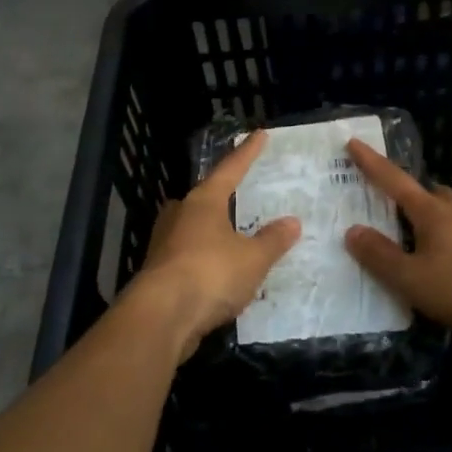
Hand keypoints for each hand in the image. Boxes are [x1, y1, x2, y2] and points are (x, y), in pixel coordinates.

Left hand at [131, 130, 300, 360]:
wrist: (161, 317)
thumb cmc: (210, 274)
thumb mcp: (253, 258)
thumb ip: (272, 240)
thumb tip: (292, 222)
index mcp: (203, 202)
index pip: (230, 170)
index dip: (247, 153)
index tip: (260, 134)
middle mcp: (180, 216)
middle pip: (202, 198)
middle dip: (218, 195)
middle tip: (236, 194)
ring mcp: (164, 245)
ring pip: (190, 228)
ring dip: (209, 231)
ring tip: (229, 235)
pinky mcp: (158, 274)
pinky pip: (187, 257)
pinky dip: (203, 260)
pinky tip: (215, 272)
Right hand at [342, 139, 451, 345]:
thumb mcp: (412, 278)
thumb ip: (380, 256)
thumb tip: (352, 230)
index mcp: (430, 212)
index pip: (393, 180)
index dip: (371, 163)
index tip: (354, 142)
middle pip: (427, 192)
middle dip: (407, 193)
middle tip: (390, 202)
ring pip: (449, 212)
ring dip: (431, 217)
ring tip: (417, 235)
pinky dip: (450, 239)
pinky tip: (449, 259)